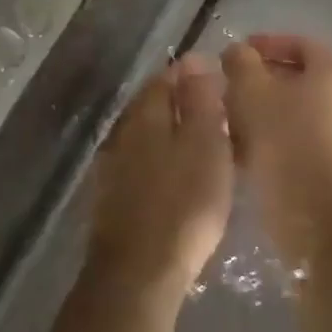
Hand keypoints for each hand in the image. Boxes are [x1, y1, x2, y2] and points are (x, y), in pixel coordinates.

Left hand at [87, 53, 234, 295]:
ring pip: (145, 134)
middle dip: (181, 103)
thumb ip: (200, 99)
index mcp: (145, 112)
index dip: (193, 75)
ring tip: (203, 145)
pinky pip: (140, 163)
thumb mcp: (205, 143)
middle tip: (217, 114)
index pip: (166, 77)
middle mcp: (122, 130)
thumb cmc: (183, 203)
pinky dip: (160, 160)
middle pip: (152, 104)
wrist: (138, 272)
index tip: (220, 83)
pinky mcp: (111, 196)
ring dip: (170, 133)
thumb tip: (194, 59)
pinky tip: (176, 177)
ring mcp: (112, 164)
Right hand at [222, 34, 331, 261]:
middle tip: (233, 85)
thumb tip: (238, 52)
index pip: (300, 43)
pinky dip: (280, 132)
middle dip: (265, 78)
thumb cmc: (279, 135)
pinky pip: (306, 135)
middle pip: (302, 77)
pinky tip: (249, 145)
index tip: (237, 53)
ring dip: (269, 107)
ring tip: (235, 117)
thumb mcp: (249, 88)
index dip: (266, 43)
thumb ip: (240, 60)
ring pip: (302, 108)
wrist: (306, 208)